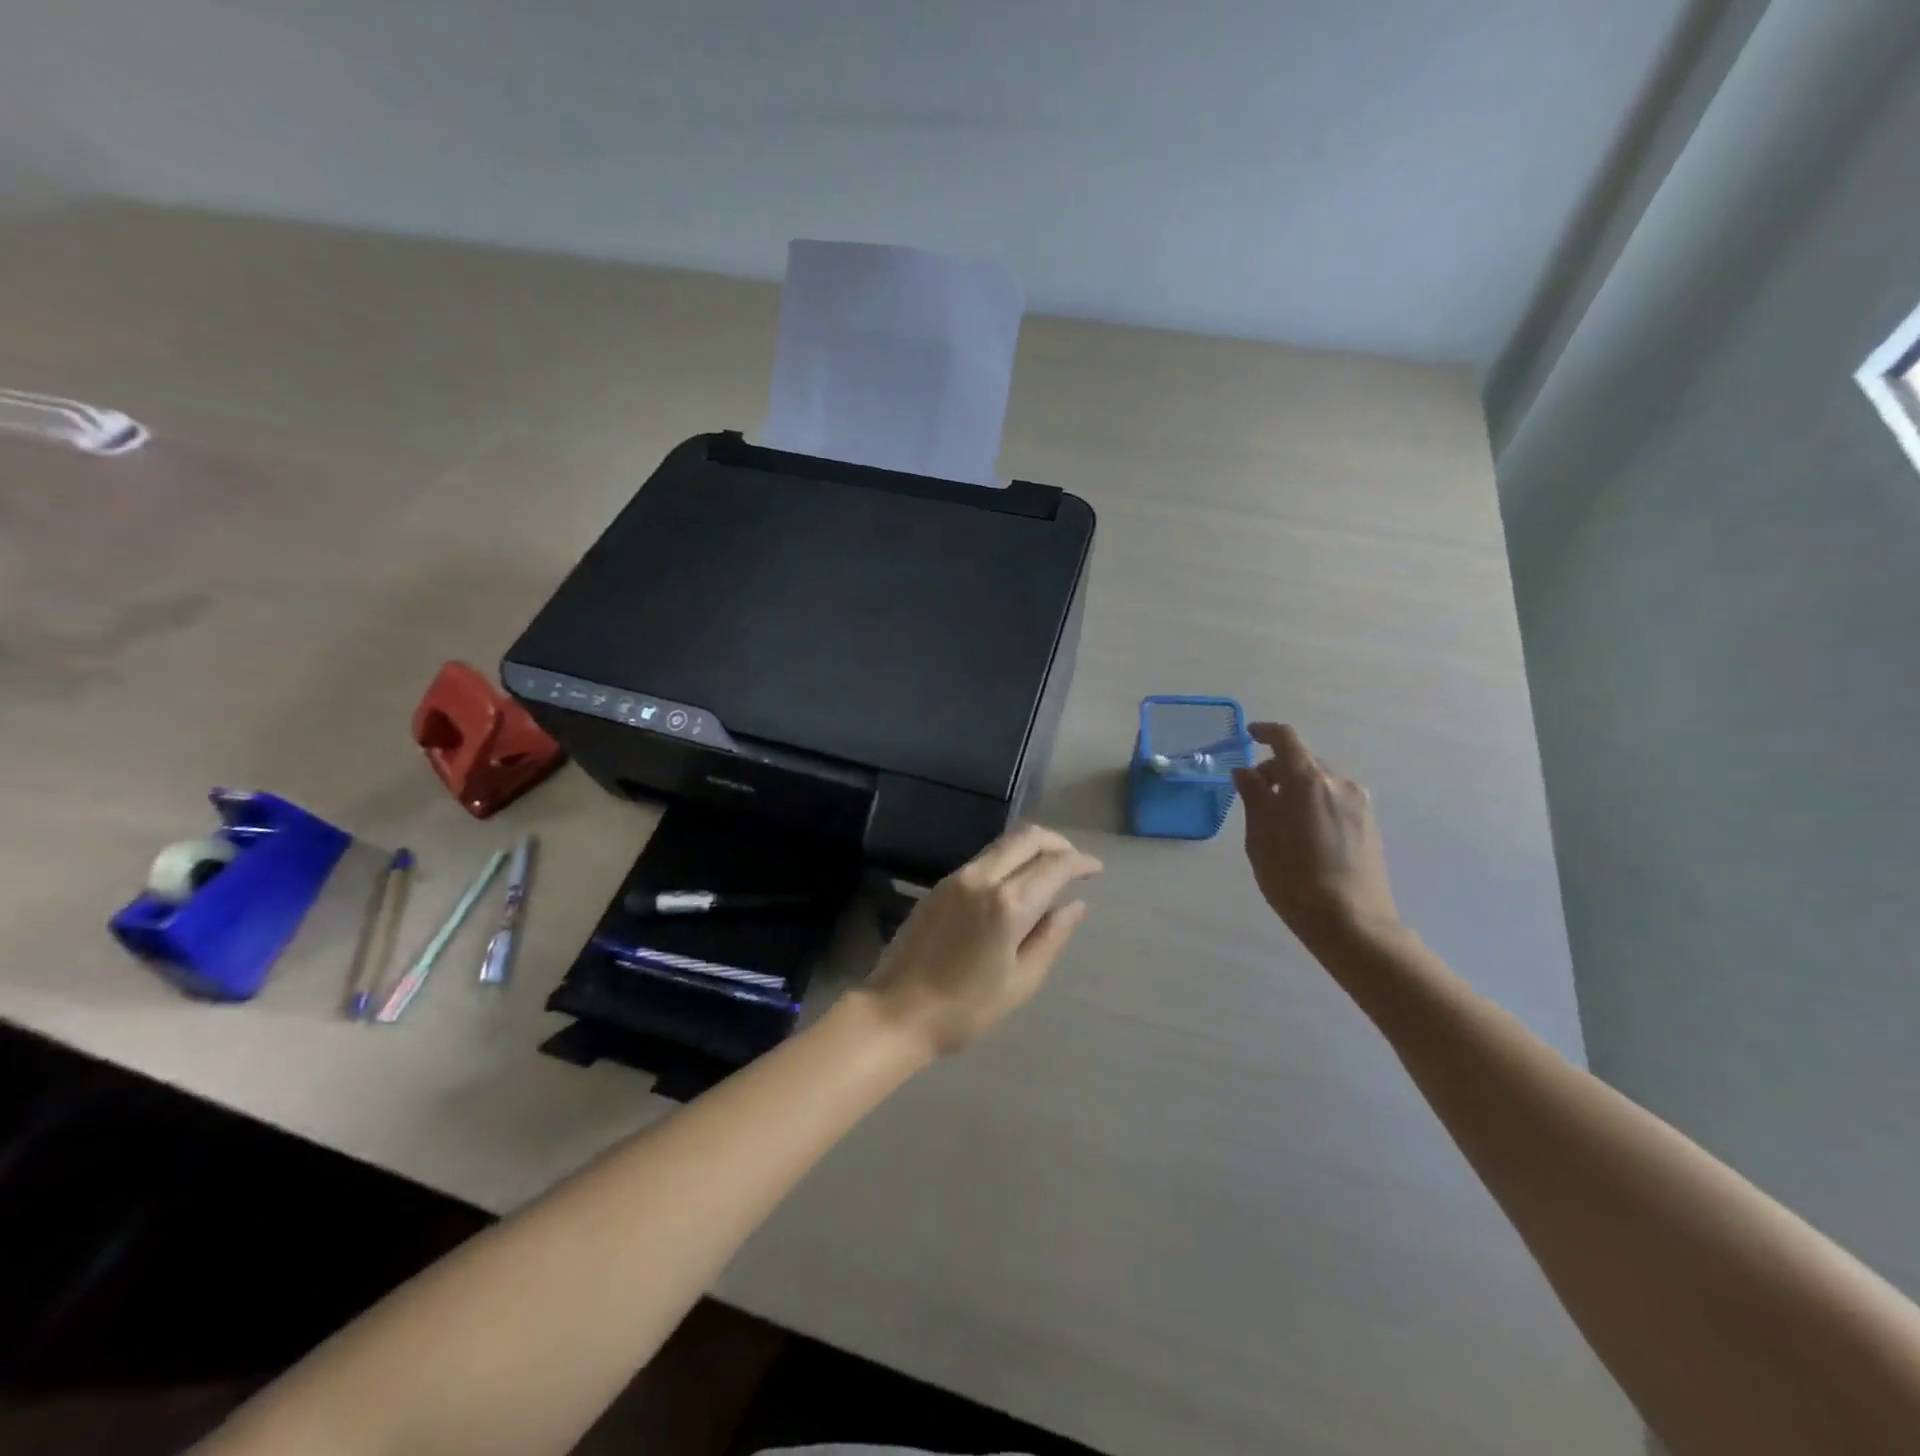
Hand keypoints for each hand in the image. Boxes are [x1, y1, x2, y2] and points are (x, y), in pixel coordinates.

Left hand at [863, 824, 1101, 1057]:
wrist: (896, 1012)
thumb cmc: (965, 1009)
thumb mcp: (1020, 982)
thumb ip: (1051, 937)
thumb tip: (1075, 905)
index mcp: (1007, 905)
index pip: (1054, 865)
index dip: (1080, 863)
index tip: (1096, 870)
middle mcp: (982, 878)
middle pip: (1027, 838)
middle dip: (1058, 843)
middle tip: (1075, 864)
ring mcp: (957, 877)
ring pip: (1004, 843)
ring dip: (1032, 848)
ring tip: (1049, 873)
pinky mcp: (940, 885)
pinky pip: (984, 858)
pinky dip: (1009, 859)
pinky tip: (1016, 885)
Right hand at [1231, 723, 1401, 954]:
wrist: (1352, 922)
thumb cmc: (1293, 879)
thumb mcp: (1260, 837)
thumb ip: (1254, 797)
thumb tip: (1246, 772)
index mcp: (1308, 780)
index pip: (1286, 738)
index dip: (1265, 732)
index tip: (1249, 736)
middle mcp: (1338, 782)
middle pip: (1303, 761)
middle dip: (1277, 770)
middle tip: (1255, 796)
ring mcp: (1359, 803)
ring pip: (1320, 781)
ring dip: (1297, 789)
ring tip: (1280, 821)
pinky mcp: (1369, 823)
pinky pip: (1335, 799)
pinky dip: (1315, 803)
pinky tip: (1304, 834)